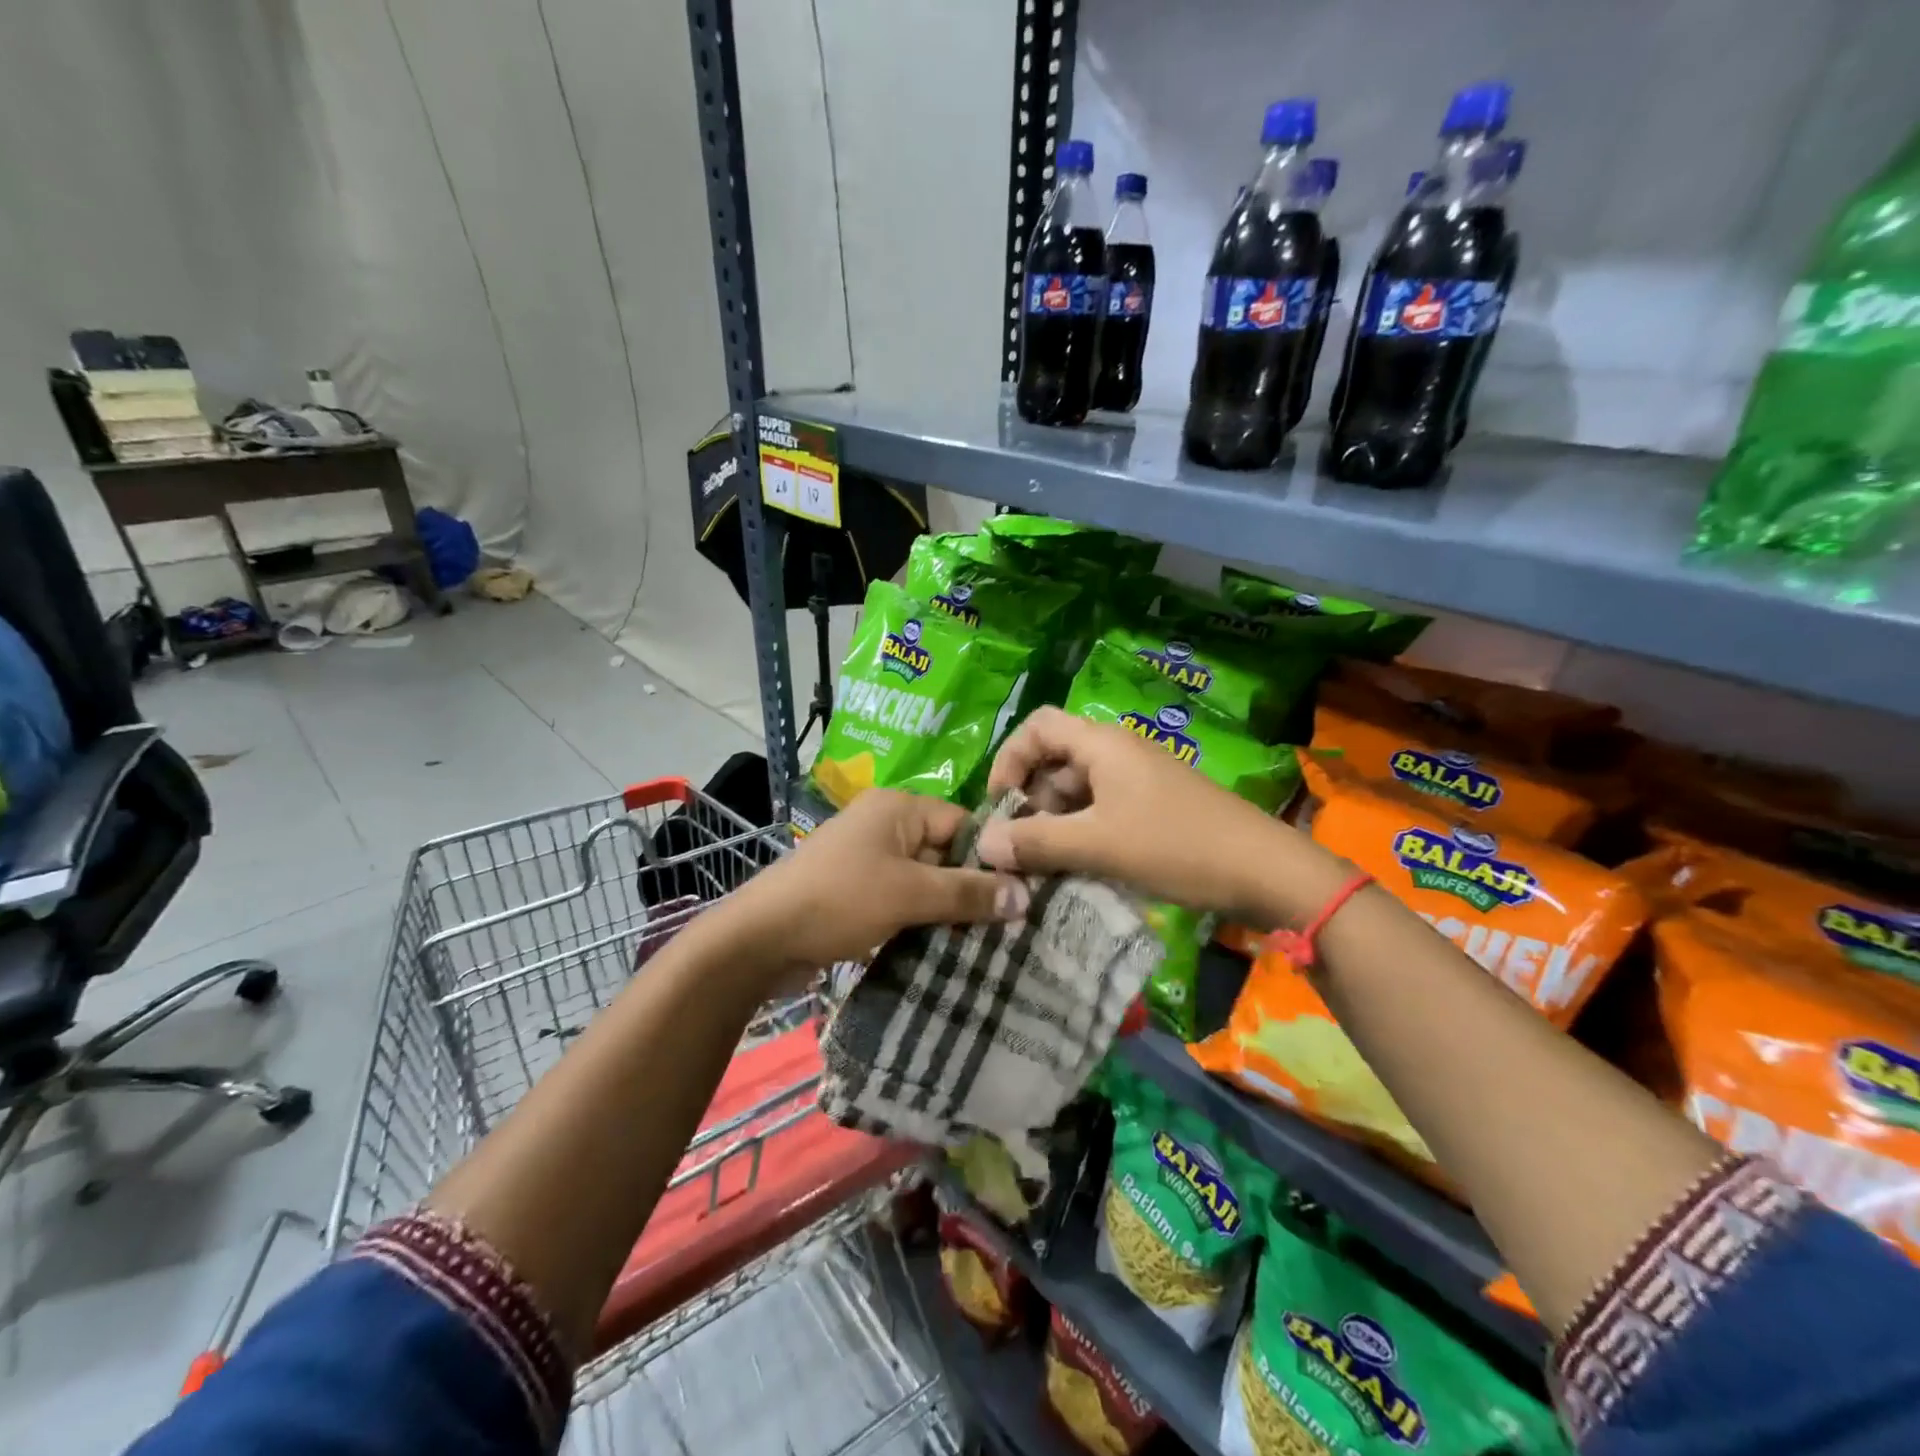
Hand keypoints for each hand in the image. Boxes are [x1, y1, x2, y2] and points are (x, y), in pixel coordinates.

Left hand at [723, 789, 1027, 980]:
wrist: (760, 938)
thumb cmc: (839, 900)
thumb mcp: (910, 893)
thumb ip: (968, 893)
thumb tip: (1026, 895)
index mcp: (898, 808)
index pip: (963, 823)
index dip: (993, 856)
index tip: (1025, 893)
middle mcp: (884, 825)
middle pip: (945, 852)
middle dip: (972, 888)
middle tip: (1012, 924)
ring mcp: (867, 860)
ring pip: (924, 880)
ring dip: (948, 909)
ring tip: (988, 941)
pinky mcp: (856, 893)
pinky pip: (902, 900)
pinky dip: (921, 920)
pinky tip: (947, 948)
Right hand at [977, 707, 1340, 923]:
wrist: (1265, 871)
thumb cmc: (1176, 847)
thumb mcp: (1098, 845)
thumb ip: (1036, 842)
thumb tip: (984, 843)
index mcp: (1102, 745)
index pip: (1037, 727)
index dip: (1009, 760)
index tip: (999, 806)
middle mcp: (1118, 753)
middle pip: (1054, 761)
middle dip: (1030, 801)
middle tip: (1021, 848)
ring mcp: (1138, 781)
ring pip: (1077, 791)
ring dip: (1054, 823)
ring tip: (1045, 866)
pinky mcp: (1153, 808)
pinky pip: (1101, 811)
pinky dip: (1081, 834)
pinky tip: (1078, 868)